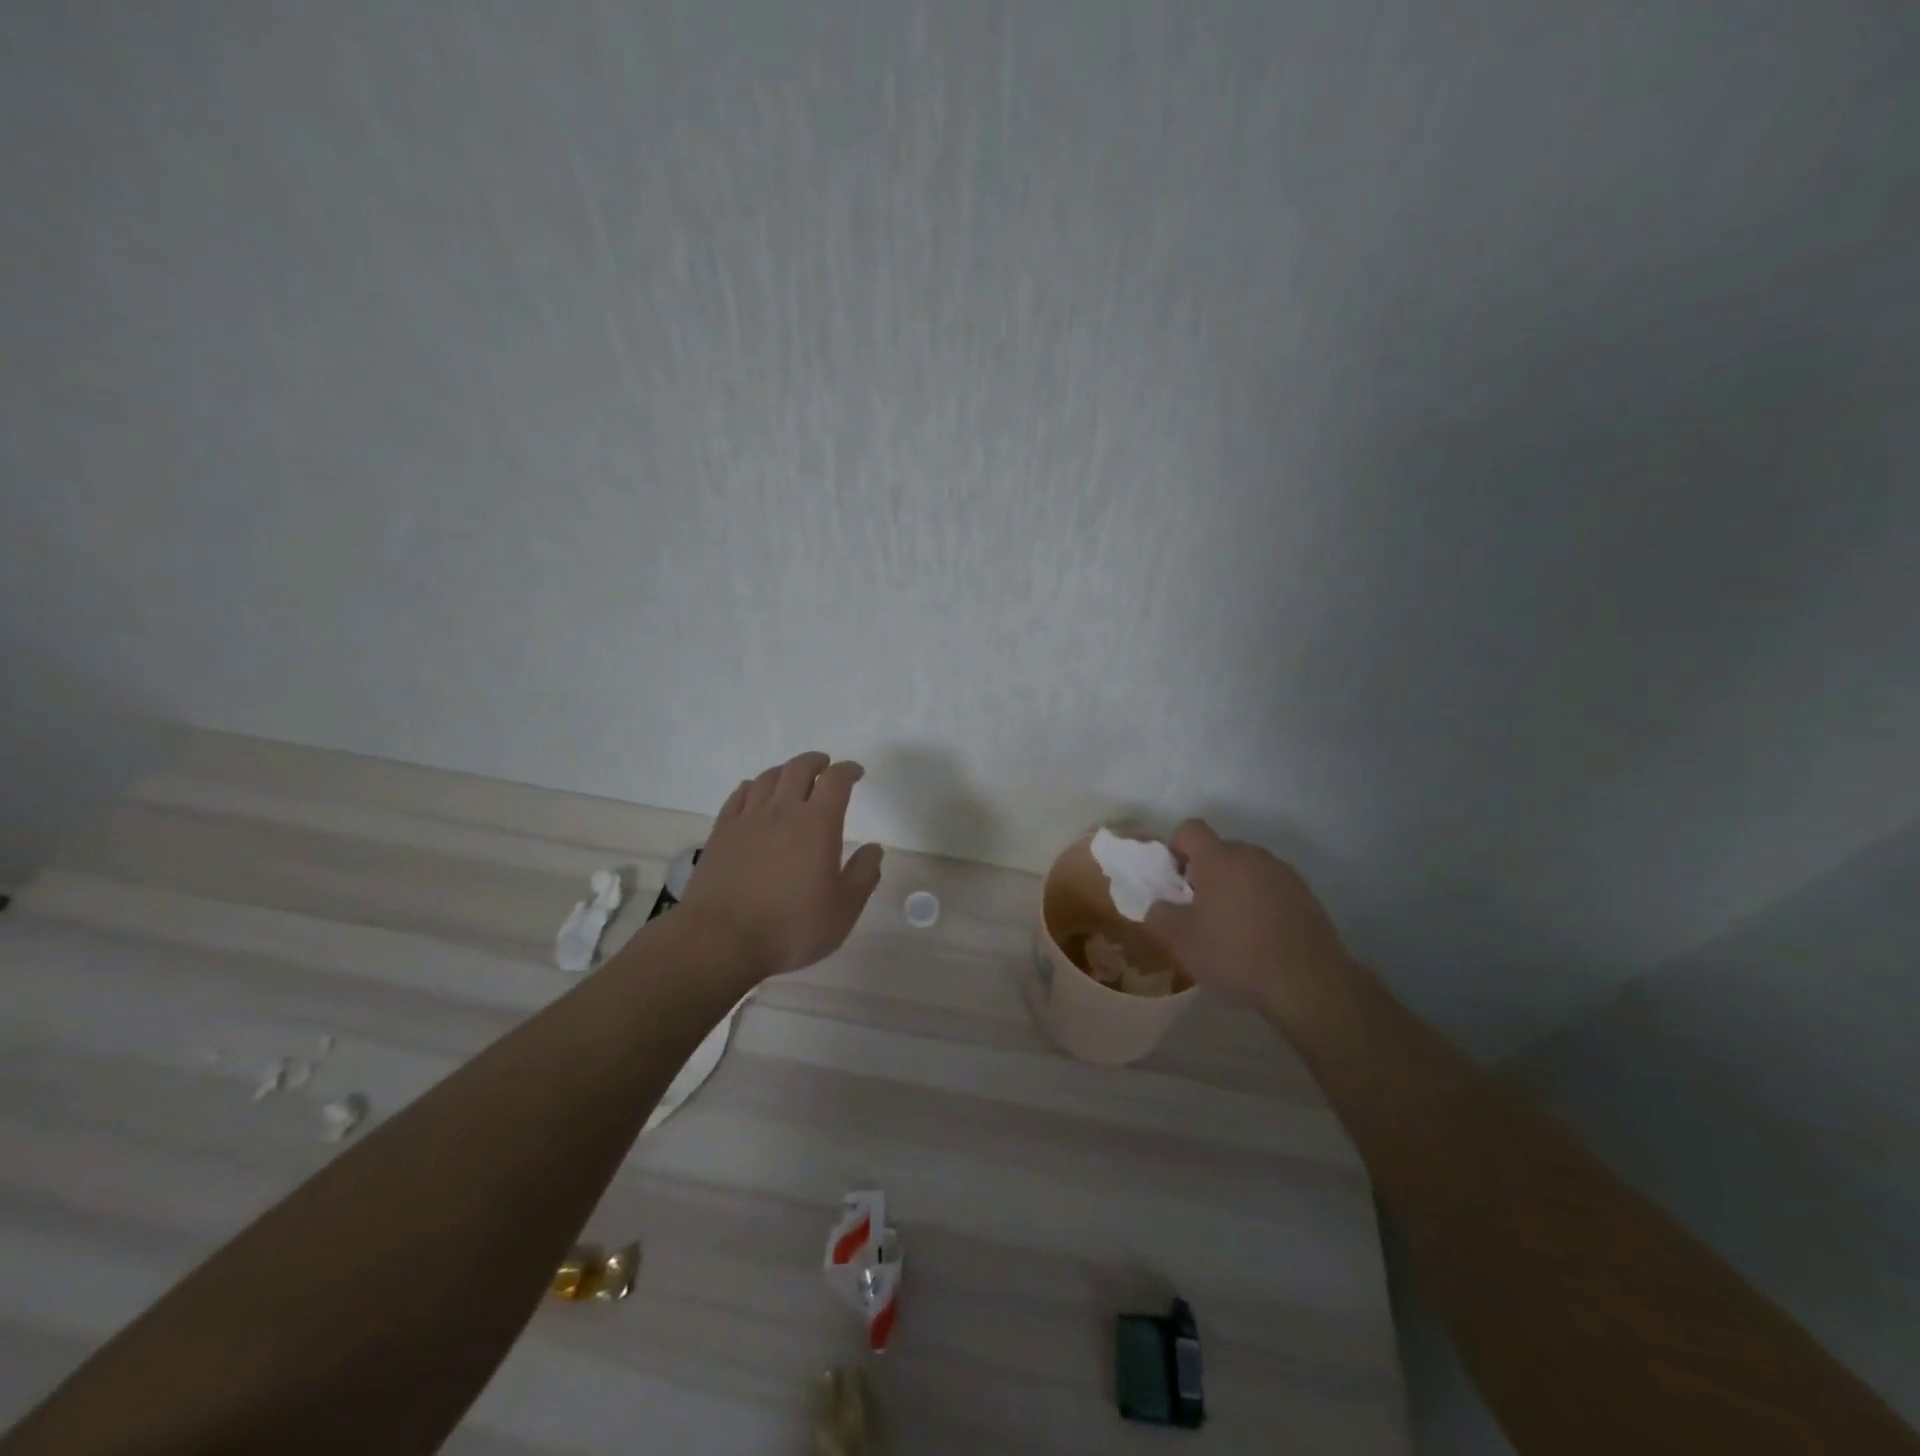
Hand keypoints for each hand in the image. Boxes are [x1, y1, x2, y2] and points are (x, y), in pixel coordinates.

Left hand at [678, 751, 884, 978]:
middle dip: (816, 762)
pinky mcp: (721, 833)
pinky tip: (754, 793)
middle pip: (799, 768)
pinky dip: (752, 787)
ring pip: (768, 778)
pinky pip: (739, 796)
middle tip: (825, 766)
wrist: (721, 940)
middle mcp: (782, 811)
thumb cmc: (791, 927)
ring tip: (793, 777)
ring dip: (785, 771)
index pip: (835, 781)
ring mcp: (747, 819)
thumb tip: (874, 849)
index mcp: (817, 823)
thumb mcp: (843, 909)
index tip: (856, 772)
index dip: (848, 770)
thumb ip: (863, 875)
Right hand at [1145, 820, 1348, 1013]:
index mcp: (1219, 858)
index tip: (1176, 882)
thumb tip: (1161, 905)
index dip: (1176, 848)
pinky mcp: (1307, 895)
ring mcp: (1284, 873)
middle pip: (1220, 850)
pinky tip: (1262, 937)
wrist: (1307, 984)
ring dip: (1235, 887)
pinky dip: (1261, 902)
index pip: (1190, 829)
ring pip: (1247, 870)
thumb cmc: (1234, 955)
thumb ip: (1159, 915)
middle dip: (1206, 873)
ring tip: (1234, 927)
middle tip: (1201, 911)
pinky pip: (1272, 887)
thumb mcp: (1180, 941)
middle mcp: (1252, 855)